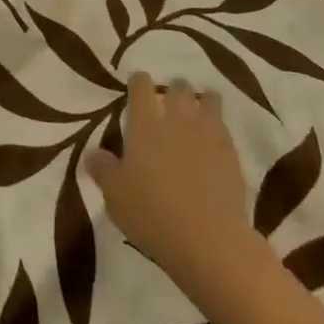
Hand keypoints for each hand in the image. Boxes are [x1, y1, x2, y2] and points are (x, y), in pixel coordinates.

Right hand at [87, 73, 261, 301]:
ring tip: (198, 112)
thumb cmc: (152, 213)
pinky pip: (225, 131)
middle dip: (174, 89)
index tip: (137, 86)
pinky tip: (214, 145)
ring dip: (203, 102)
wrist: (209, 240)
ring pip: (209, 101)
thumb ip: (102, 169)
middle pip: (178, 87)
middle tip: (169, 101)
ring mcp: (208, 135)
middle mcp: (177, 120)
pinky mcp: (232, 156)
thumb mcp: (115, 194)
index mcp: (145, 124)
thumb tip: (92, 153)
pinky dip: (219, 131)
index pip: (141, 86)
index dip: (139, 82)